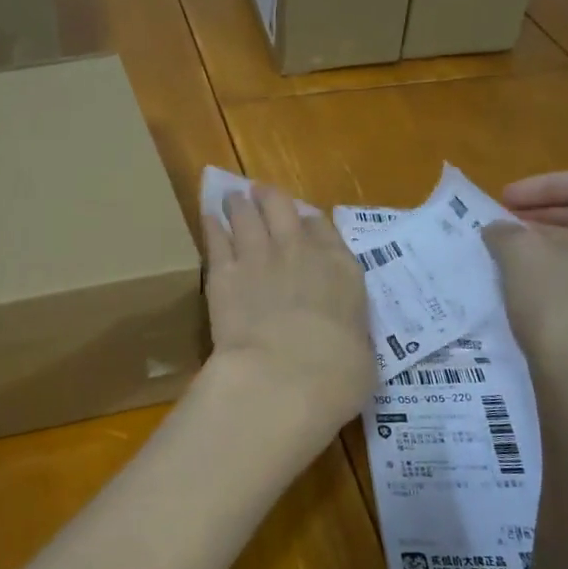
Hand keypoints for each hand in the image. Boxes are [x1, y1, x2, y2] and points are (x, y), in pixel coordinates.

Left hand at [203, 184, 375, 437]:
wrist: (286, 376)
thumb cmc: (337, 374)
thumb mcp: (361, 349)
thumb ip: (347, 328)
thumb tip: (341, 336)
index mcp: (340, 268)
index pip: (323, 228)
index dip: (309, 223)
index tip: (301, 221)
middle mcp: (298, 251)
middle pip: (281, 207)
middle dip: (269, 198)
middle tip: (259, 192)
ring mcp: (258, 257)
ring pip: (245, 215)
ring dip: (239, 205)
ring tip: (232, 199)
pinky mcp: (222, 273)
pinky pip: (215, 239)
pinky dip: (212, 226)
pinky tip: (207, 218)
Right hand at [483, 170, 567, 397]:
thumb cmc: (560, 307)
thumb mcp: (521, 258)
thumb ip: (507, 232)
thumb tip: (500, 229)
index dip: (544, 184)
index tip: (505, 199)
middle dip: (549, 213)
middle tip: (508, 222)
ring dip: (558, 241)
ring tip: (516, 251)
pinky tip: (537, 284)